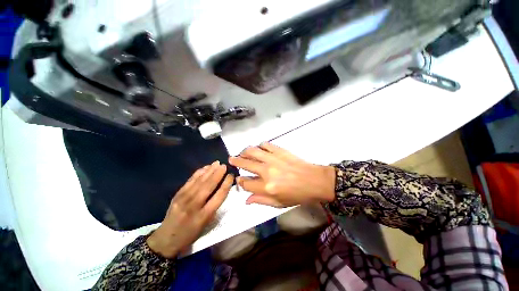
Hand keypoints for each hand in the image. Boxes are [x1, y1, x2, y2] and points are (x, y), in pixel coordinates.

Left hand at [146, 161, 233, 257]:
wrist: (166, 239)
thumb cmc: (191, 233)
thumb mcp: (206, 224)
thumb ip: (214, 206)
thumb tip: (221, 189)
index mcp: (204, 215)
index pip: (219, 196)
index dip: (226, 184)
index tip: (231, 175)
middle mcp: (194, 205)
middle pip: (208, 186)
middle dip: (218, 174)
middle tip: (224, 165)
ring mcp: (184, 199)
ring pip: (199, 181)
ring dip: (209, 171)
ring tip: (216, 163)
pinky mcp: (177, 195)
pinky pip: (190, 181)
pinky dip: (198, 173)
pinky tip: (204, 168)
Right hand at [229, 143, 335, 207]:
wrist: (314, 181)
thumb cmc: (298, 195)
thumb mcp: (279, 204)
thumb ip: (261, 201)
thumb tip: (246, 199)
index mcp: (266, 187)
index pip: (245, 183)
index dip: (240, 181)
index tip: (239, 179)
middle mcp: (267, 171)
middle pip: (245, 163)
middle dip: (235, 161)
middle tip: (231, 159)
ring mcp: (273, 159)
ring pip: (252, 151)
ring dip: (245, 151)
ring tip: (243, 153)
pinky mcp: (279, 151)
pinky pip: (265, 145)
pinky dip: (260, 146)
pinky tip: (260, 149)